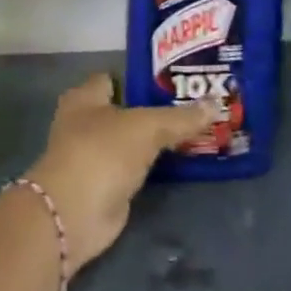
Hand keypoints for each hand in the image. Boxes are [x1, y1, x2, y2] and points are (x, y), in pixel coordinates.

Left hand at [24, 75, 219, 267]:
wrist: (75, 213)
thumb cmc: (102, 153)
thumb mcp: (146, 127)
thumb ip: (180, 118)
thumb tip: (215, 104)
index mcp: (85, 97)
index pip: (114, 78)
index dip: (142, 77)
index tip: (176, 79)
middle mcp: (85, 123)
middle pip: (126, 109)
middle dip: (155, 108)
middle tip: (195, 104)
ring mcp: (95, 156)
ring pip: (133, 140)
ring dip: (157, 139)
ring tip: (197, 129)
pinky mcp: (106, 184)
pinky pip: (136, 167)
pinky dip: (154, 165)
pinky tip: (182, 159)